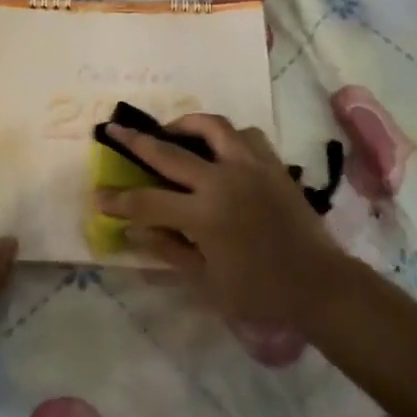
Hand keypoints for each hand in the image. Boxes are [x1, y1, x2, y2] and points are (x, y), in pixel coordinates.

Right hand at [96, 114, 352, 330]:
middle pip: (169, 152)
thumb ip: (167, 249)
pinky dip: (228, 136)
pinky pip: (245, 135)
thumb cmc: (259, 291)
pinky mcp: (272, 164)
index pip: (147, 202)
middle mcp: (222, 180)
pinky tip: (220, 148)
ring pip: (212, 126)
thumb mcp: (206, 280)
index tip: (98, 195)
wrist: (318, 283)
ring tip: (172, 130)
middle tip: (114, 129)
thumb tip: (131, 230)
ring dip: (186, 124)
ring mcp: (250, 166)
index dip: (118, 201)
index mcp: (203, 214)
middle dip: (136, 140)